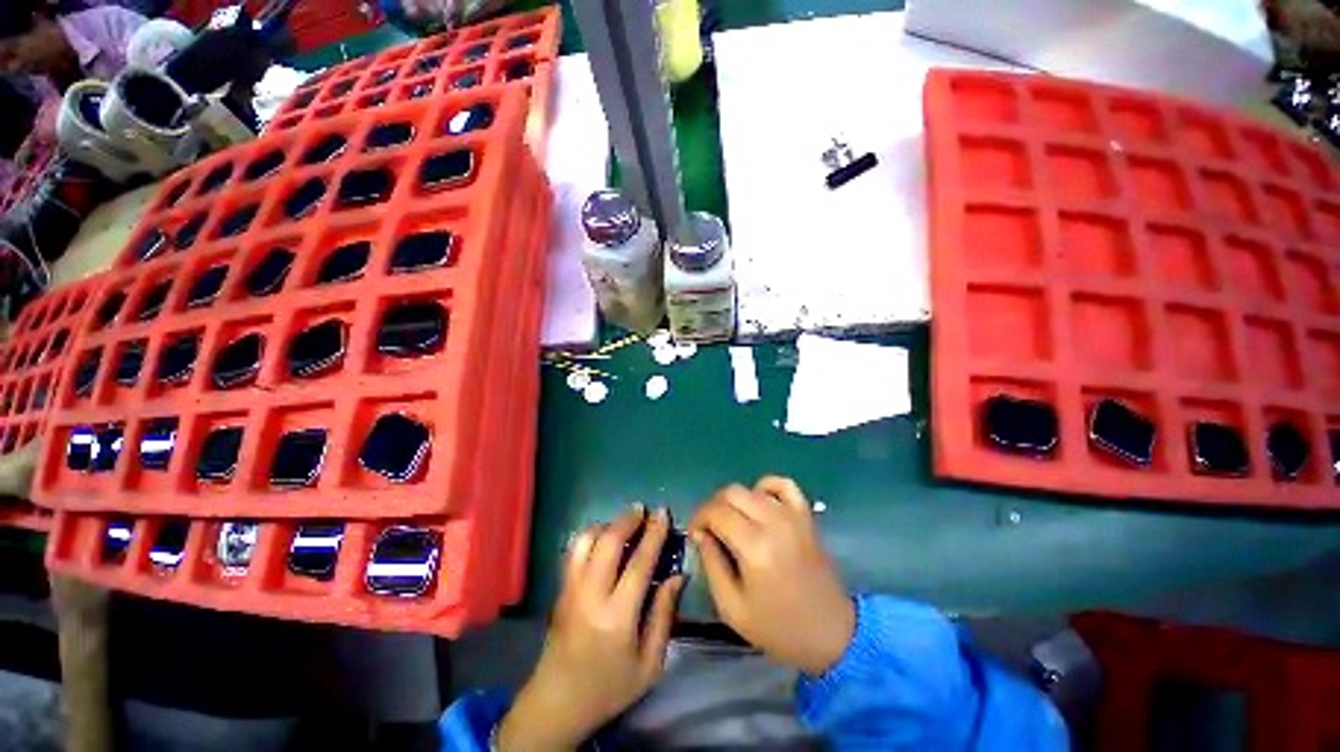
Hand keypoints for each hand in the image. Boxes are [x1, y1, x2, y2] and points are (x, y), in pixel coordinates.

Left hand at [499, 505, 683, 750]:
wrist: (558, 703)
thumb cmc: (610, 686)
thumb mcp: (650, 664)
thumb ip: (664, 615)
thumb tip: (678, 575)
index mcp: (617, 617)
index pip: (639, 563)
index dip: (654, 534)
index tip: (664, 513)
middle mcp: (590, 596)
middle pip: (608, 541)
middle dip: (628, 519)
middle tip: (644, 510)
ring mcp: (570, 589)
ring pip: (586, 540)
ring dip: (607, 524)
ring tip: (625, 523)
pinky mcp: (560, 589)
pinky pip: (574, 550)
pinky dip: (590, 535)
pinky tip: (603, 537)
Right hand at [689, 477, 853, 675]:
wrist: (831, 632)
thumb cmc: (778, 627)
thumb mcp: (732, 608)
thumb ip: (711, 564)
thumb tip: (701, 534)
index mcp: (754, 547)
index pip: (715, 511)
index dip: (698, 518)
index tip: (695, 534)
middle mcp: (773, 522)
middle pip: (731, 493)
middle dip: (713, 507)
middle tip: (710, 529)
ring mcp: (792, 515)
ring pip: (751, 488)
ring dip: (734, 501)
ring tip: (732, 522)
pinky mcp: (805, 515)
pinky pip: (782, 484)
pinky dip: (765, 487)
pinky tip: (759, 503)